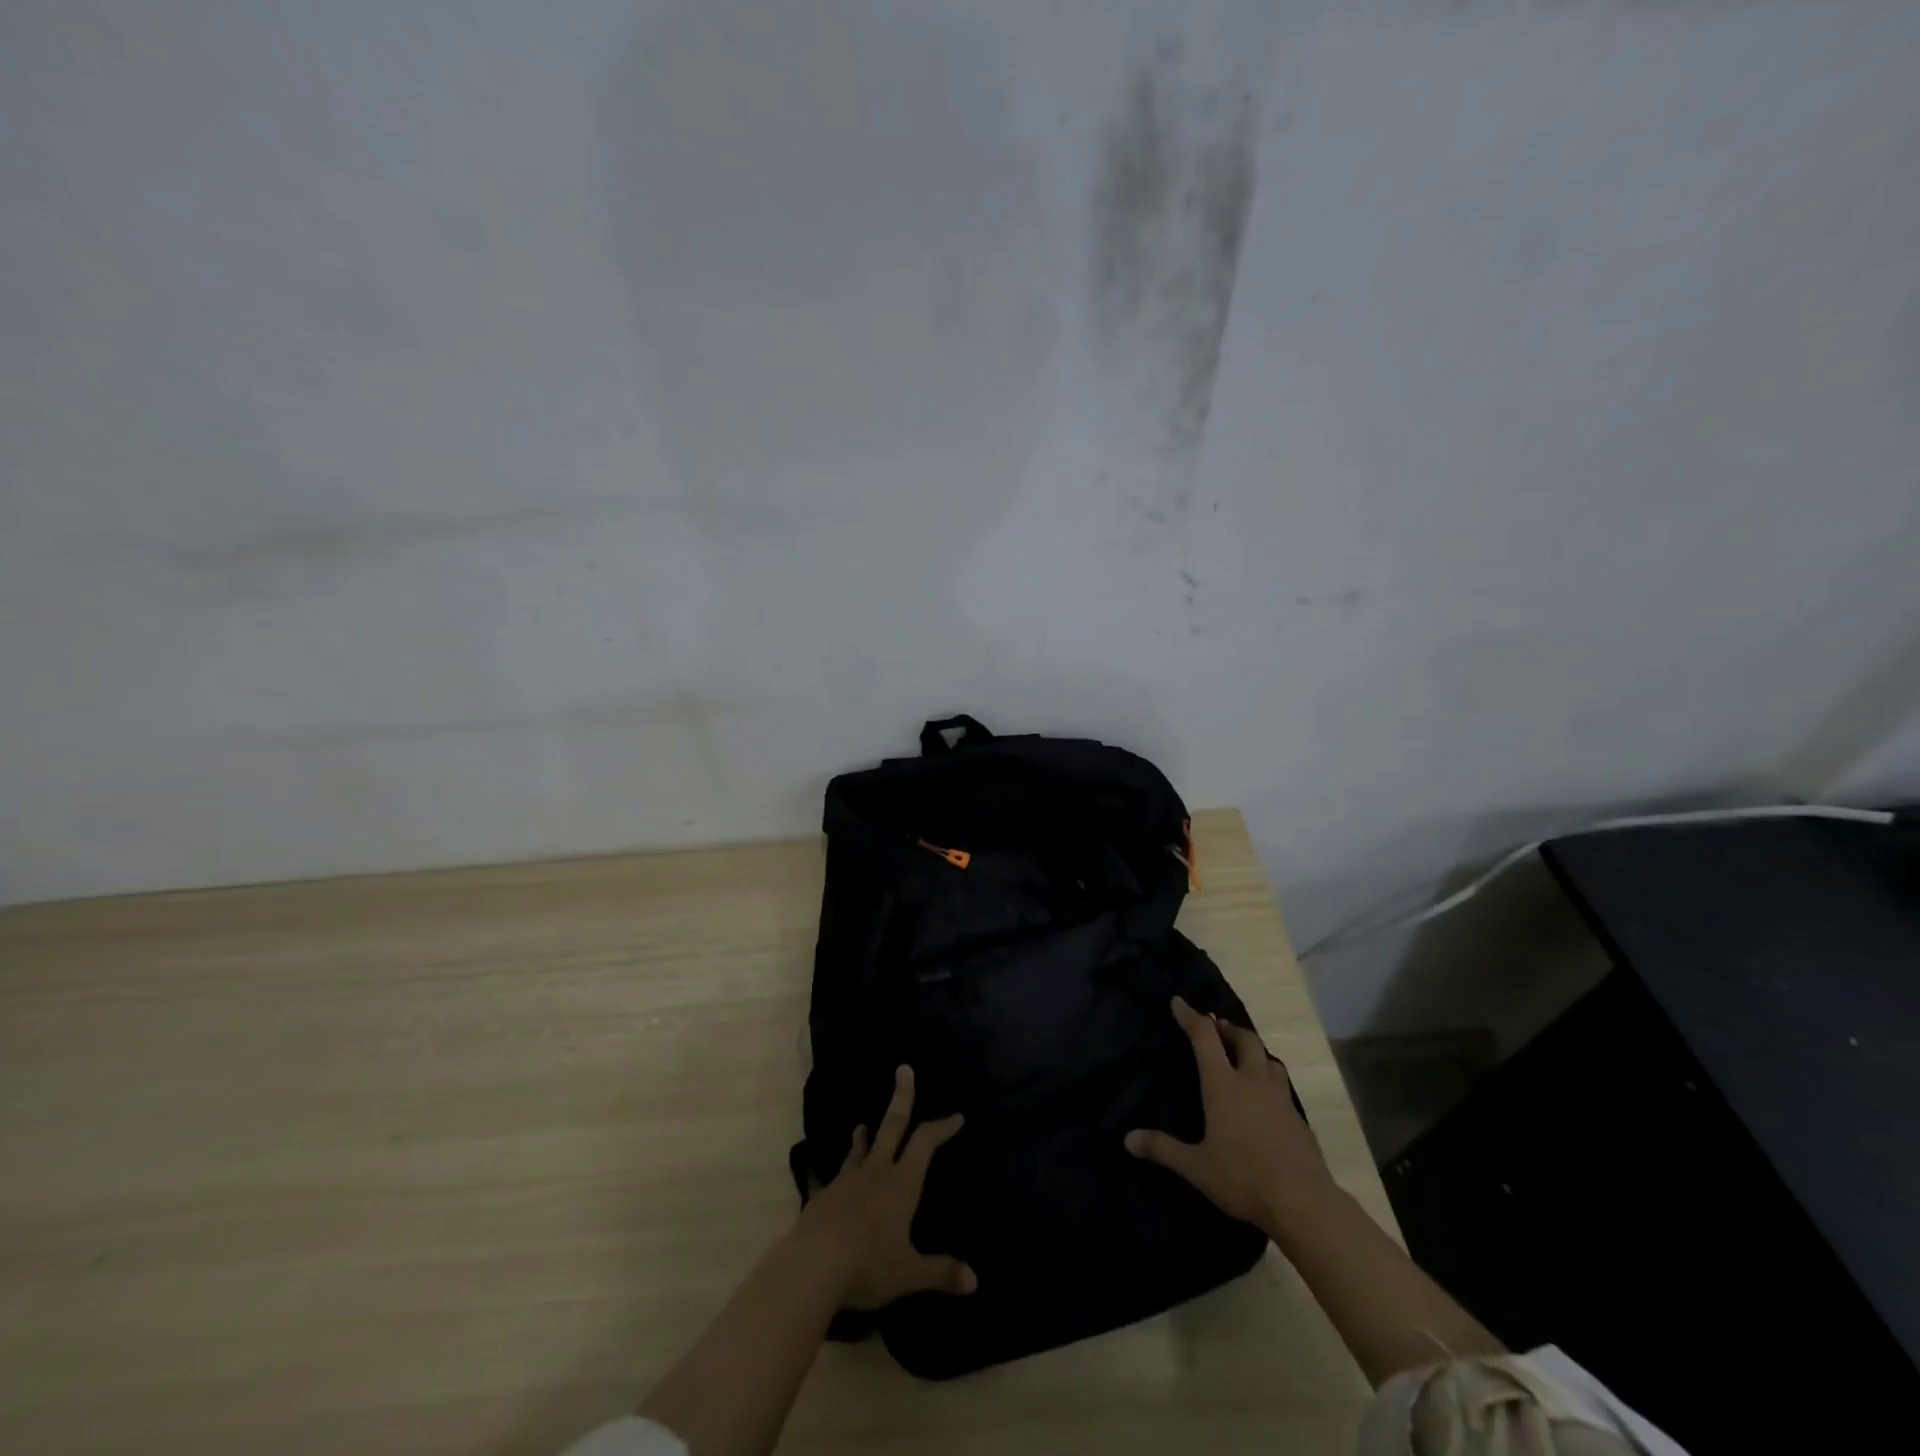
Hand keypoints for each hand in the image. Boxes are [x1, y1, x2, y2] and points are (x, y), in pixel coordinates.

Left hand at [796, 1065, 977, 1309]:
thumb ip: (940, 1272)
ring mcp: (846, 1181)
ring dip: (864, 1135)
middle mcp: (876, 1172)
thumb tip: (975, 1281)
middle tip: (903, 1069)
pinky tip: (835, 1182)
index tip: (956, 1117)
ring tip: (862, 1125)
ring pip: (859, 1149)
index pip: (925, 1142)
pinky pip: (836, 1177)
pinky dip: (841, 1173)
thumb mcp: (909, 1273)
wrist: (812, 1266)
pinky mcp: (823, 1196)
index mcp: (901, 1182)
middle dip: (901, 1097)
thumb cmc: (868, 1264)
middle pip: (892, 1126)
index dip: (942, 1127)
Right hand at [1125, 996, 1334, 1233]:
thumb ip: (1163, 1149)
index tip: (1178, 1001)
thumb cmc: (1243, 1177)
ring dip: (1253, 1051)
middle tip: (1216, 1030)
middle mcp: (1252, 1081)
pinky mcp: (1298, 1117)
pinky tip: (1263, 1098)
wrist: (1303, 1202)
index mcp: (1223, 1084)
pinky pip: (1281, 1085)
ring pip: (1269, 1059)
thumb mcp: (1196, 1167)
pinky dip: (1268, 1079)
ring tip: (1242, 1058)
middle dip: (1228, 1028)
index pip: (1204, 1037)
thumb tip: (1128, 1140)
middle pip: (1244, 1038)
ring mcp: (1279, 1097)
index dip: (1190, 1016)